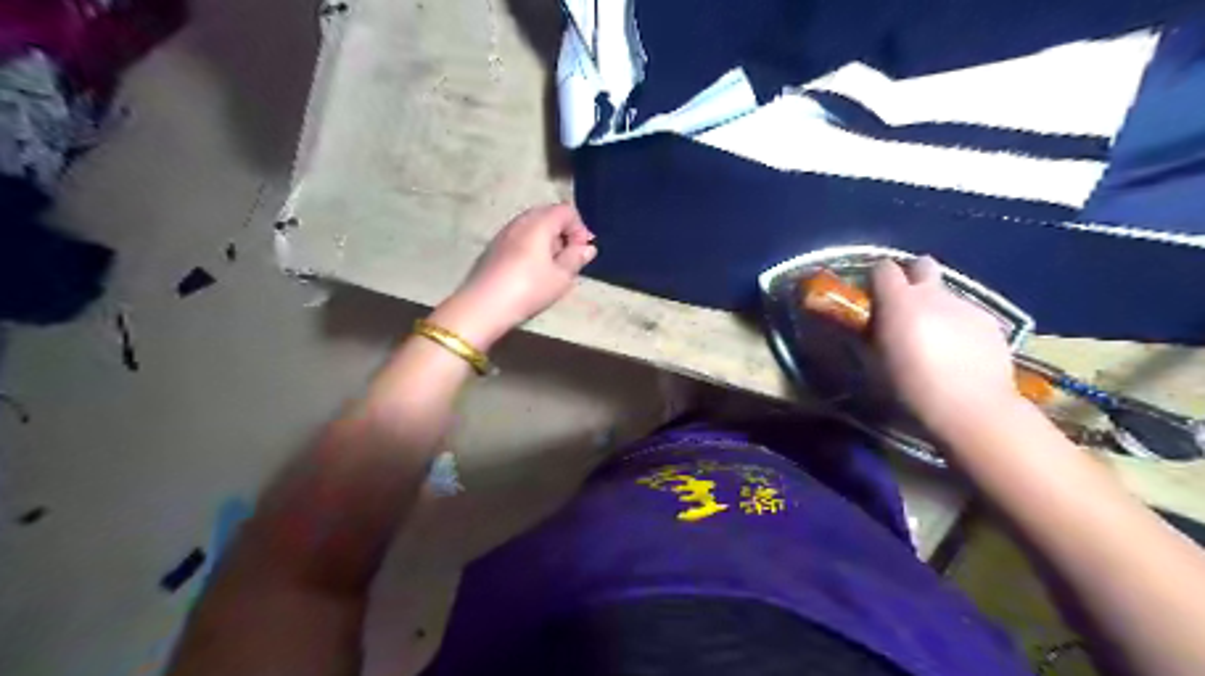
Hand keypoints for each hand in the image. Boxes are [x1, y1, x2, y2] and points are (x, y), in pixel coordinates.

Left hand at [437, 203, 599, 346]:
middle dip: (563, 232)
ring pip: (532, 226)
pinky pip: (519, 237)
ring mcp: (504, 233)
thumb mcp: (561, 277)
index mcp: (539, 223)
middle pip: (548, 214)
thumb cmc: (529, 289)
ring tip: (552, 266)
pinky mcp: (493, 247)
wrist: (484, 306)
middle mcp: (520, 221)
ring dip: (547, 240)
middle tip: (569, 258)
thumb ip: (576, 258)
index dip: (579, 228)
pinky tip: (532, 270)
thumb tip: (588, 247)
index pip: (566, 211)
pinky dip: (532, 246)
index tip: (582, 251)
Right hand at [872, 257, 1018, 436]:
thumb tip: (867, 325)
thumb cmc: (911, 388)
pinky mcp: (991, 322)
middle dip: (912, 277)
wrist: (972, 409)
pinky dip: (959, 325)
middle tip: (905, 304)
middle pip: (922, 264)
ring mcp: (966, 305)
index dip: (876, 278)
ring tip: (936, 339)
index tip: (872, 296)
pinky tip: (960, 353)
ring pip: (946, 293)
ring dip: (936, 306)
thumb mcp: (875, 363)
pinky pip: (967, 314)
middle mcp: (933, 294)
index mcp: (899, 301)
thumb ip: (870, 335)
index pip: (883, 268)